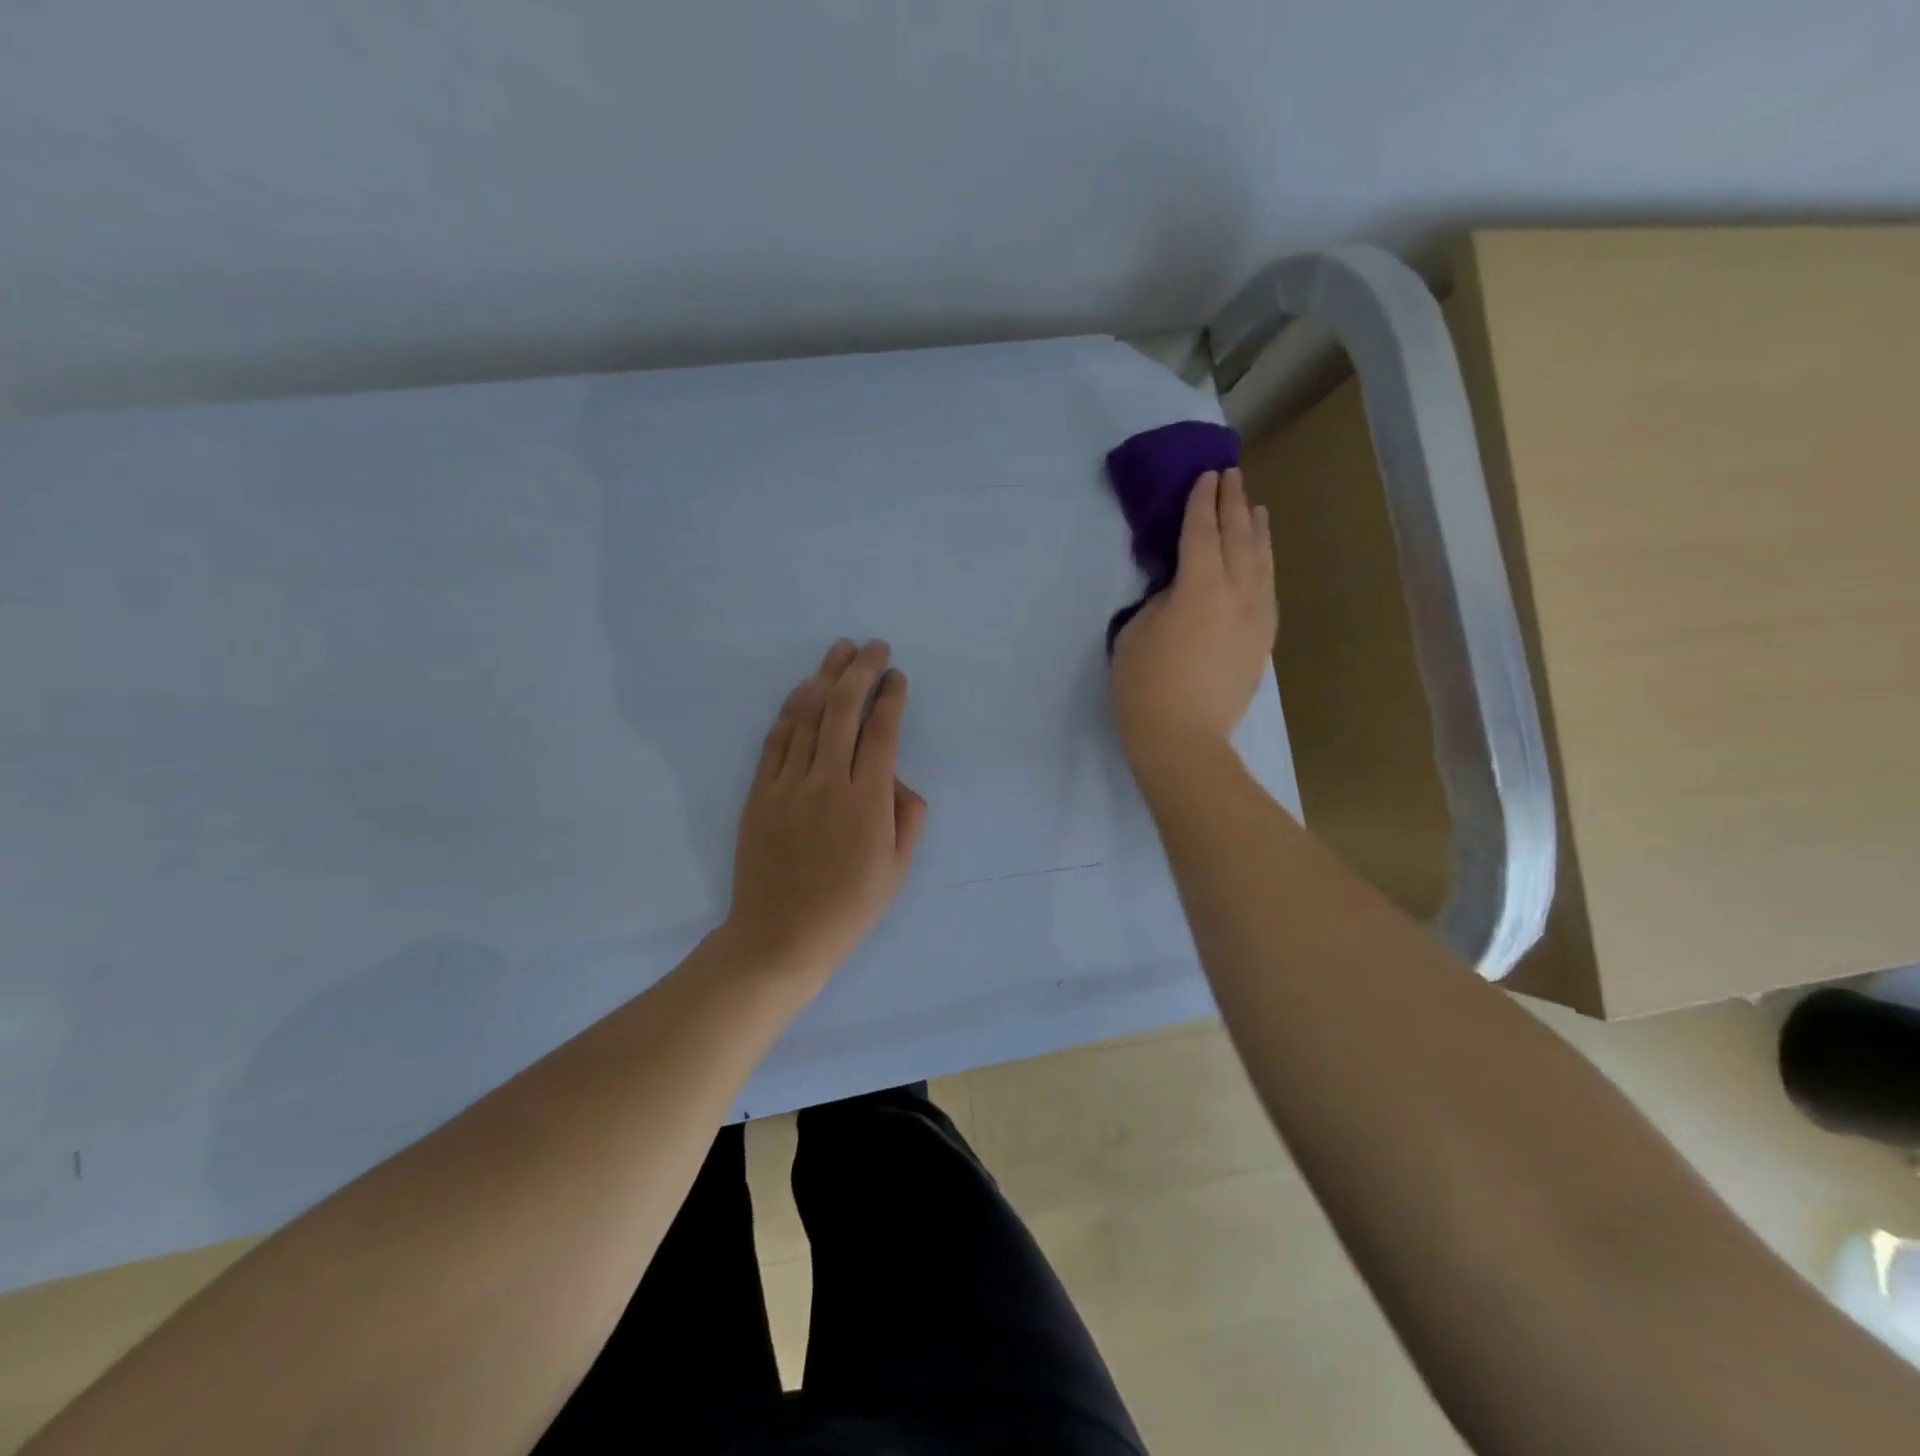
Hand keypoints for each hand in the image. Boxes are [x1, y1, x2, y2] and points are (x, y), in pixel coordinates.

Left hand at [723, 638, 927, 983]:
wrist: (780, 936)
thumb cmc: (848, 908)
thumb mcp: (897, 870)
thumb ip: (908, 817)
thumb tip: (897, 779)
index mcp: (867, 802)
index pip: (882, 732)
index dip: (891, 697)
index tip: (897, 676)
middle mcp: (827, 782)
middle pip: (844, 711)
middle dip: (861, 671)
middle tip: (874, 646)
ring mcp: (788, 785)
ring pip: (808, 717)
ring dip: (826, 678)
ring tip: (840, 651)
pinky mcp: (760, 793)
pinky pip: (776, 740)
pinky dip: (791, 710)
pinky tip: (804, 690)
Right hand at [1110, 468, 1276, 777]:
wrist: (1183, 740)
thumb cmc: (1144, 686)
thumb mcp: (1137, 632)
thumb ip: (1161, 600)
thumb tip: (1179, 588)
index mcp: (1200, 588)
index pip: (1202, 532)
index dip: (1202, 502)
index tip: (1206, 476)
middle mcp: (1237, 594)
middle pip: (1238, 538)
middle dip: (1234, 504)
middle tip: (1232, 476)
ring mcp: (1256, 619)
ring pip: (1262, 562)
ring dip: (1257, 531)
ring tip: (1256, 508)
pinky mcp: (1261, 642)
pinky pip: (1268, 590)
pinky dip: (1265, 566)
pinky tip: (1261, 561)